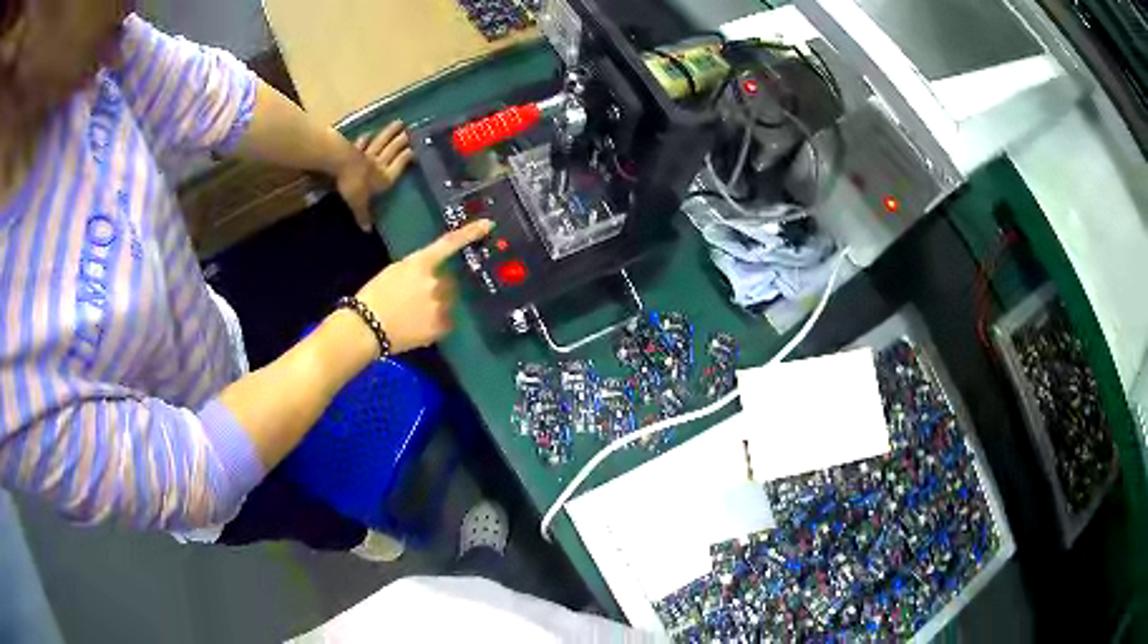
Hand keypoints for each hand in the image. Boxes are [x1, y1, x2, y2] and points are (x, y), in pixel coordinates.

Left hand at [337, 121, 414, 230]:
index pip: (400, 165)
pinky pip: (360, 144)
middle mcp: (379, 164)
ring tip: (398, 123)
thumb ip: (364, 214)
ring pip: (380, 143)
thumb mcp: (359, 204)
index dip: (407, 158)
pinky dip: (364, 139)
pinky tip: (368, 134)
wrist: (339, 164)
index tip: (416, 150)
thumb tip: (368, 231)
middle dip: (401, 141)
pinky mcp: (353, 150)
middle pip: (392, 150)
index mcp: (384, 177)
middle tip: (411, 130)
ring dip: (389, 133)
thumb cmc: (354, 185)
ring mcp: (366, 154)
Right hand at [355, 219, 493, 353]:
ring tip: (414, 315)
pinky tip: (418, 326)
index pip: (449, 243)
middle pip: (449, 280)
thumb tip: (431, 272)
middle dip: (439, 286)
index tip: (488, 225)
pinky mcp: (441, 326)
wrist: (366, 328)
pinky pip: (446, 321)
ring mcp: (441, 305)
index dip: (470, 232)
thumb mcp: (395, 271)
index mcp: (422, 263)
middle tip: (415, 298)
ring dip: (438, 305)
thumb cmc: (374, 296)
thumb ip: (417, 268)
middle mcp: (436, 281)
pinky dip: (436, 323)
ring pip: (448, 301)